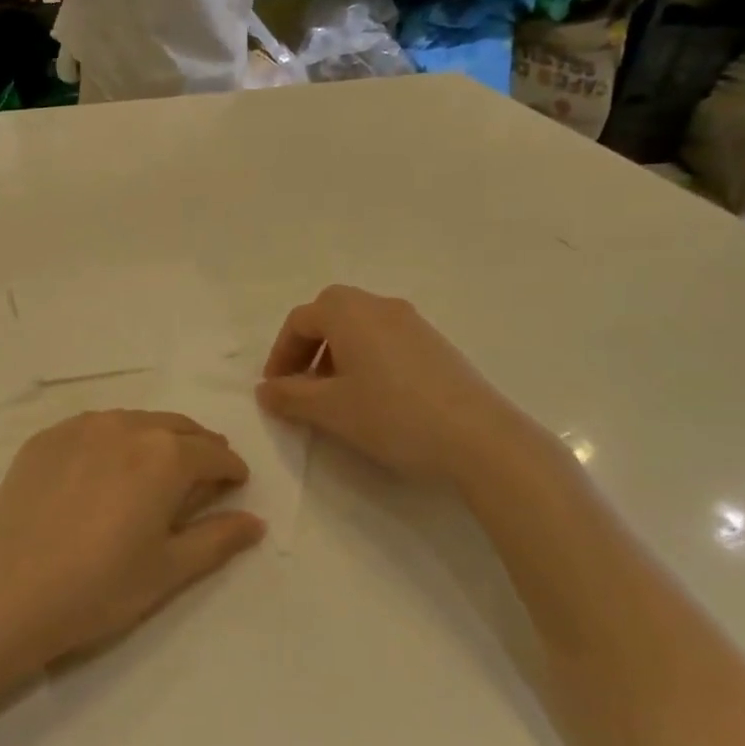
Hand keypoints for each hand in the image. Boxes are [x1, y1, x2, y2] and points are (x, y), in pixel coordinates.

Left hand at [0, 411, 264, 661]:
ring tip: (155, 470)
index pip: (214, 454)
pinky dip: (112, 441)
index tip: (235, 484)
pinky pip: (93, 428)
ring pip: (134, 422)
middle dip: (198, 448)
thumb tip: (256, 521)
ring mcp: (80, 427)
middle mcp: (126, 426)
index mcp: (165, 455)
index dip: (231, 469)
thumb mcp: (169, 570)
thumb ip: (218, 539)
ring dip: (156, 439)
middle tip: (203, 475)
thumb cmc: (98, 587)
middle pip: (177, 428)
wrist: (4, 590)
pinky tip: (104, 470)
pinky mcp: (45, 438)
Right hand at [256, 285, 538, 485]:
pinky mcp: (436, 345)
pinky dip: (366, 358)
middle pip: (330, 313)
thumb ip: (290, 396)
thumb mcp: (330, 410)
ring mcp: (413, 323)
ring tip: (336, 395)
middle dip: (308, 346)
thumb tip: (265, 389)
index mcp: (350, 312)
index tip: (275, 388)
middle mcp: (380, 306)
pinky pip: (386, 339)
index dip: (280, 353)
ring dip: (336, 353)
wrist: (479, 438)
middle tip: (302, 384)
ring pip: (360, 326)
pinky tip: (374, 397)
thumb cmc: (392, 415)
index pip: (300, 320)